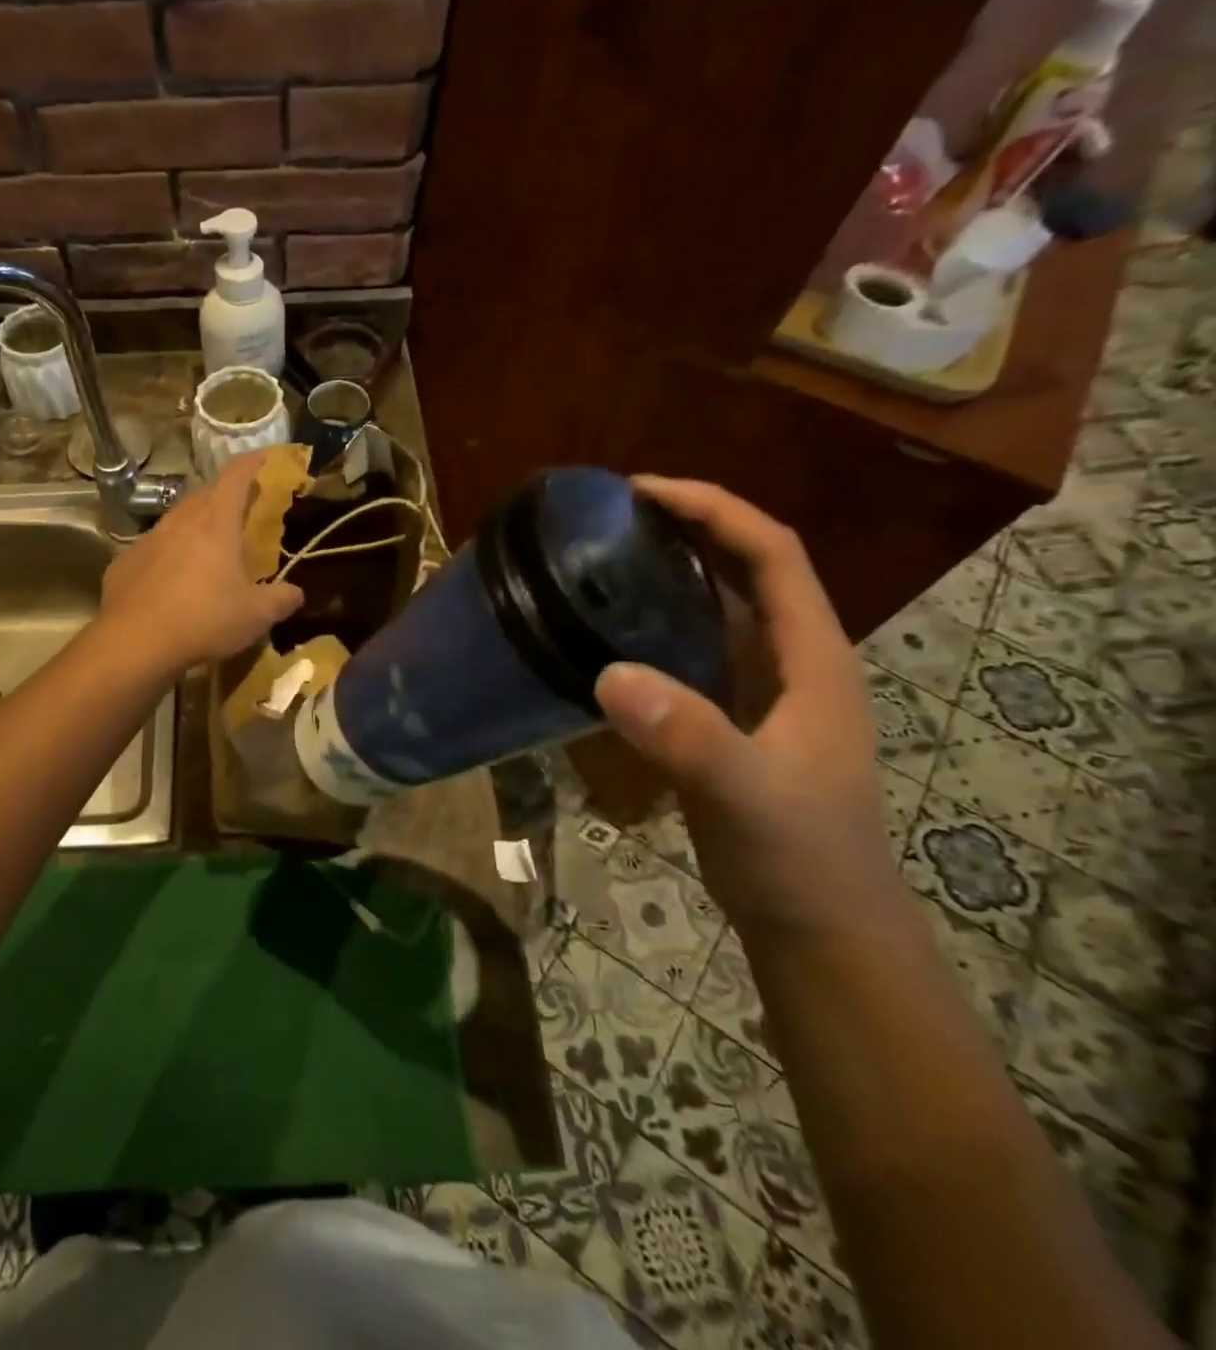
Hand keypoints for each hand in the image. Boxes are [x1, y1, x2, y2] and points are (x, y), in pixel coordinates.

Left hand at [98, 450, 304, 673]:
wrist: (135, 642)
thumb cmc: (204, 619)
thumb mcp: (255, 616)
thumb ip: (281, 600)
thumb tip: (296, 593)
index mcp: (216, 523)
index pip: (235, 476)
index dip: (251, 463)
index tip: (263, 458)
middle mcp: (179, 521)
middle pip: (203, 494)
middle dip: (223, 495)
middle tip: (238, 509)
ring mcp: (148, 540)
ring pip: (175, 520)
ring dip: (193, 525)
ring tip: (206, 547)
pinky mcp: (124, 563)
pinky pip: (152, 549)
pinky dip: (167, 555)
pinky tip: (171, 581)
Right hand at [592, 477, 897, 934]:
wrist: (816, 927)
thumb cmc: (799, 857)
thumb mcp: (748, 795)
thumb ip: (690, 736)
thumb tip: (611, 674)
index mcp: (812, 657)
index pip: (771, 553)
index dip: (713, 510)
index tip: (642, 491)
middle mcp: (791, 659)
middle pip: (746, 567)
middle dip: (687, 527)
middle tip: (609, 516)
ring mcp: (760, 690)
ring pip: (718, 607)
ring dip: (670, 572)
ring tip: (602, 557)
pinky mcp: (729, 717)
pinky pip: (692, 648)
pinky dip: (655, 623)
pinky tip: (609, 631)